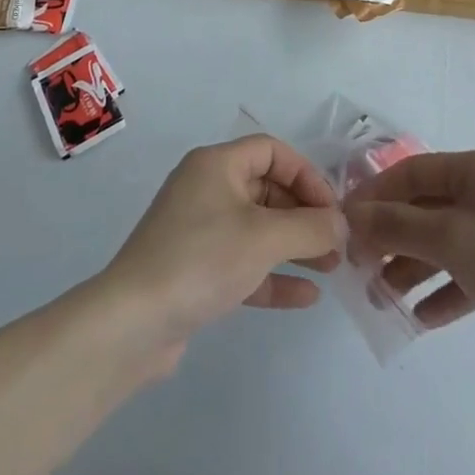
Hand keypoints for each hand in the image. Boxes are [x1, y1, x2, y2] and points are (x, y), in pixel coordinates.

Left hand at [100, 136, 340, 365]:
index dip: (306, 175)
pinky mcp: (196, 270)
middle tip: (337, 244)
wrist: (133, 322)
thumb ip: (310, 227)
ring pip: (257, 228)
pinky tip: (306, 296)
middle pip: (267, 189)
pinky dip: (273, 274)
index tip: (333, 209)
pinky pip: (243, 262)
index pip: (271, 151)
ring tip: (331, 268)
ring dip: (294, 245)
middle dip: (305, 214)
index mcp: (216, 165)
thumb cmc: (202, 260)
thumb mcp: (264, 238)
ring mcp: (199, 230)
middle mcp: (206, 189)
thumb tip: (342, 224)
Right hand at [342, 149, 474, 355]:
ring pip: (444, 242)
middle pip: (427, 208)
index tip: (345, 221)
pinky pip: (467, 273)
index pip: (414, 171)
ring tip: (382, 298)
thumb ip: (397, 224)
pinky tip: (420, 316)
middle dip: (392, 236)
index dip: (376, 194)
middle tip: (359, 265)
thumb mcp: (452, 239)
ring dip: (412, 267)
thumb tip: (352, 214)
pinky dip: (443, 290)